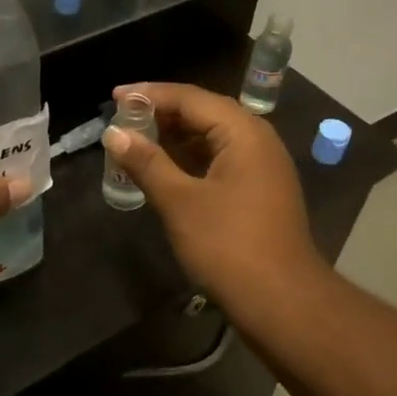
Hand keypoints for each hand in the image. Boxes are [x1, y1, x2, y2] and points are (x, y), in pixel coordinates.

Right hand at [101, 83, 327, 312]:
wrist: (281, 301)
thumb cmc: (228, 246)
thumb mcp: (180, 202)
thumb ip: (147, 163)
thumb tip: (115, 134)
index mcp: (243, 132)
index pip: (191, 98)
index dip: (150, 95)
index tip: (114, 97)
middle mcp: (258, 140)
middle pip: (205, 113)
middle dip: (162, 114)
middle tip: (122, 119)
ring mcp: (262, 167)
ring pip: (213, 138)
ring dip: (175, 138)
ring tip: (136, 141)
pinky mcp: (259, 191)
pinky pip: (221, 160)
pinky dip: (191, 160)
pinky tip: (165, 170)